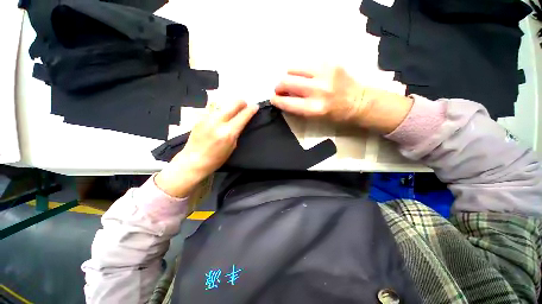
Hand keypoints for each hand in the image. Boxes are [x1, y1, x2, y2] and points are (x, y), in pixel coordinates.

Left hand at [155, 100, 258, 196]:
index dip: (251, 110)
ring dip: (230, 106)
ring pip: (222, 104)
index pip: (242, 116)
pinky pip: (214, 109)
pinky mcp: (200, 118)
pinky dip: (221, 110)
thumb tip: (240, 122)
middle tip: (245, 105)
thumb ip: (236, 132)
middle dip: (241, 102)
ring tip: (233, 110)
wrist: (193, 161)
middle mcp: (217, 122)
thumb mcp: (232, 147)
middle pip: (232, 104)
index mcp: (228, 132)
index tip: (256, 106)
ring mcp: (207, 118)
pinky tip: (221, 116)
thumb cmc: (216, 159)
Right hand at [271, 66, 412, 132]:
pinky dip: (302, 70)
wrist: (359, 102)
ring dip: (289, 75)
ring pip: (293, 68)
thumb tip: (283, 98)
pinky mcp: (330, 63)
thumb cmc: (335, 115)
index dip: (276, 100)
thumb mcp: (314, 117)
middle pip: (286, 81)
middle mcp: (318, 89)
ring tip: (293, 81)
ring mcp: (324, 73)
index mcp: (314, 108)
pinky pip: (306, 63)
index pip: (287, 102)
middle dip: (279, 86)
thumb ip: (297, 108)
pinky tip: (306, 76)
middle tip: (281, 89)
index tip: (273, 98)